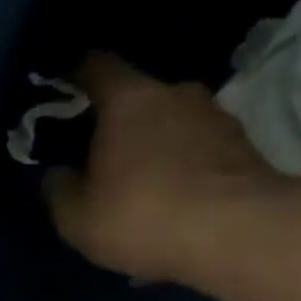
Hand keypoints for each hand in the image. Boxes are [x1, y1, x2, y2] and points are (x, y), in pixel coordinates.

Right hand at [43, 52, 291, 297]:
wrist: (236, 233)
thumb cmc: (142, 215)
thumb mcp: (78, 218)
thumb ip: (59, 192)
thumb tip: (56, 174)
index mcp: (128, 99)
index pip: (96, 67)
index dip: (76, 76)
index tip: (63, 91)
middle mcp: (176, 93)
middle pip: (138, 100)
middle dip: (119, 127)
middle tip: (103, 162)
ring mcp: (216, 118)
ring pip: (173, 129)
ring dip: (156, 154)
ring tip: (143, 195)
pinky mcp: (244, 150)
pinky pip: (199, 158)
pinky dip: (183, 176)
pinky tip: (174, 212)